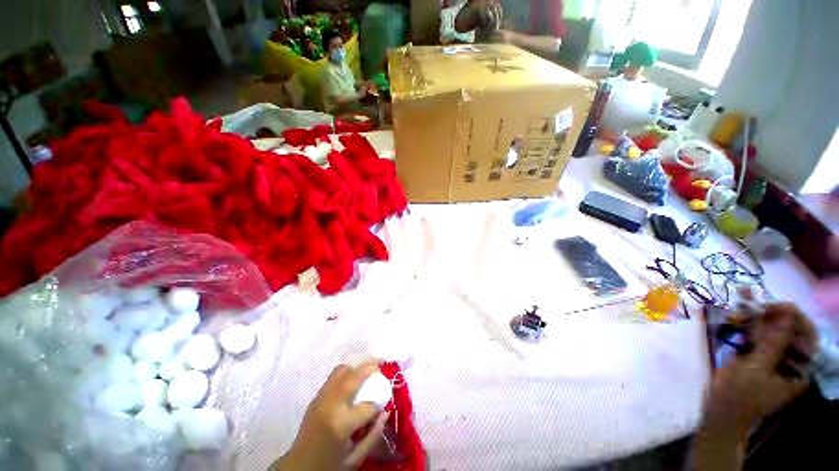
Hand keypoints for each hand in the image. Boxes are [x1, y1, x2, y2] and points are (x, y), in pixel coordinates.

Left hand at [273, 363, 388, 470]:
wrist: (299, 466)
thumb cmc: (329, 465)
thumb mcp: (355, 458)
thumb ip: (373, 435)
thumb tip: (386, 412)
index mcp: (342, 424)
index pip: (368, 406)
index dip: (377, 405)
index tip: (380, 407)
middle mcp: (332, 405)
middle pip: (354, 377)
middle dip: (370, 370)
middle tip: (379, 369)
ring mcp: (322, 398)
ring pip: (342, 370)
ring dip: (356, 370)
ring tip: (365, 374)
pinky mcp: (316, 396)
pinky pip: (333, 376)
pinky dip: (345, 374)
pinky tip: (351, 382)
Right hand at [705, 304, 816, 433]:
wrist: (720, 413)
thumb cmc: (740, 395)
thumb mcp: (756, 369)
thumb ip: (773, 342)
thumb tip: (786, 313)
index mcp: (800, 368)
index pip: (807, 335)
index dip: (795, 317)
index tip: (775, 305)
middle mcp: (790, 361)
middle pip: (787, 330)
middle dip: (769, 315)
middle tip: (750, 300)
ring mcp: (772, 358)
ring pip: (769, 331)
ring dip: (754, 317)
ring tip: (738, 305)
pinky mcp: (756, 356)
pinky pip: (755, 336)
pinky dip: (746, 325)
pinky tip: (734, 316)